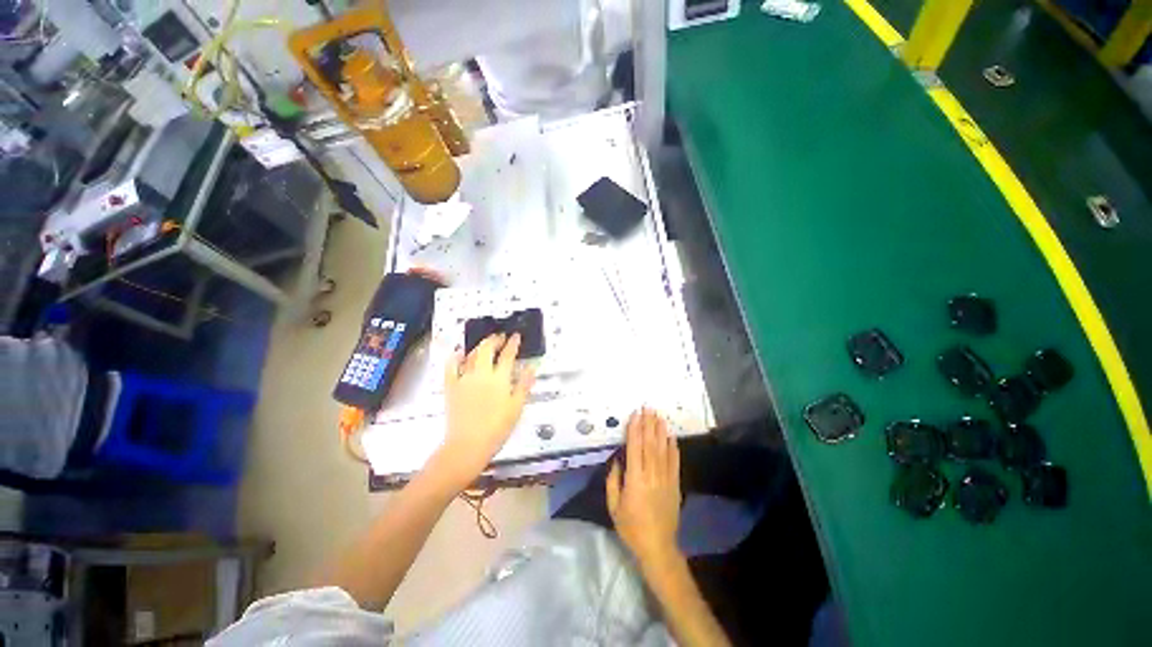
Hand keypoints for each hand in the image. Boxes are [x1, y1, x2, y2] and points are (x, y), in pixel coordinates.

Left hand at [431, 333, 534, 487]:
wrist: (468, 445)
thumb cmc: (497, 428)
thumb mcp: (516, 407)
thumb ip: (524, 385)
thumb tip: (532, 368)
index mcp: (500, 379)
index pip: (508, 355)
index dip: (513, 343)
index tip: (516, 336)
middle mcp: (482, 374)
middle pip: (487, 349)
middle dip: (495, 339)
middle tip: (501, 337)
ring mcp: (464, 379)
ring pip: (472, 355)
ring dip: (480, 346)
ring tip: (486, 344)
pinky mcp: (451, 387)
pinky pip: (451, 367)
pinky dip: (455, 357)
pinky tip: (459, 354)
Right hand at [606, 408, 681, 568]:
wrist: (658, 547)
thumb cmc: (631, 527)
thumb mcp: (613, 507)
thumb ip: (613, 481)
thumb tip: (617, 460)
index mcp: (635, 480)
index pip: (635, 448)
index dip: (635, 429)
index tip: (635, 414)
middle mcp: (651, 475)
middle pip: (650, 444)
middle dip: (648, 424)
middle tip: (648, 407)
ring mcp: (665, 479)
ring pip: (663, 449)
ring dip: (660, 430)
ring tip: (659, 415)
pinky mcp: (675, 484)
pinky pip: (674, 462)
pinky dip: (673, 447)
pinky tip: (671, 436)